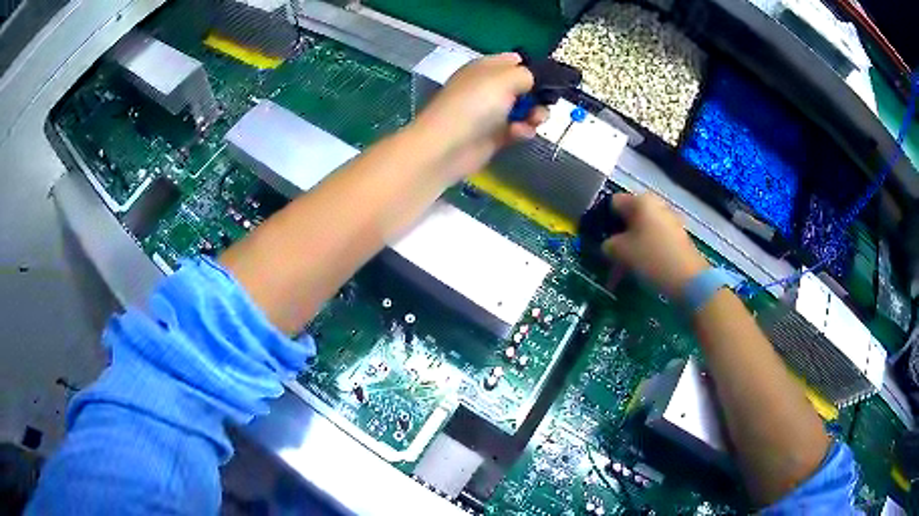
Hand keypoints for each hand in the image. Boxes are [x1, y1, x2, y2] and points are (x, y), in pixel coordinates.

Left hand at [411, 53, 547, 181]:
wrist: (447, 146)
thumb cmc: (474, 104)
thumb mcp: (504, 78)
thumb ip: (527, 74)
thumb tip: (535, 80)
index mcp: (486, 68)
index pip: (515, 60)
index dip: (533, 68)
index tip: (548, 80)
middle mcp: (489, 87)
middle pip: (525, 86)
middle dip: (539, 94)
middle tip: (545, 102)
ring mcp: (492, 112)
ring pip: (525, 109)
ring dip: (535, 115)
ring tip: (533, 120)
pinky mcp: (495, 135)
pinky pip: (518, 129)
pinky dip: (523, 131)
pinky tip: (519, 133)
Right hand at [602, 193, 709, 297]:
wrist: (689, 280)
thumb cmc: (652, 258)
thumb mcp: (621, 252)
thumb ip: (608, 244)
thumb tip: (609, 245)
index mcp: (641, 201)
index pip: (613, 203)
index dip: (603, 220)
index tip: (598, 239)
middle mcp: (656, 205)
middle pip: (629, 217)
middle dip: (618, 236)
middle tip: (610, 256)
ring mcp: (669, 221)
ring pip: (641, 231)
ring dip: (630, 247)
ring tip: (623, 269)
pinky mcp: (677, 237)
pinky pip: (654, 240)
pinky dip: (644, 252)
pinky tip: (639, 269)